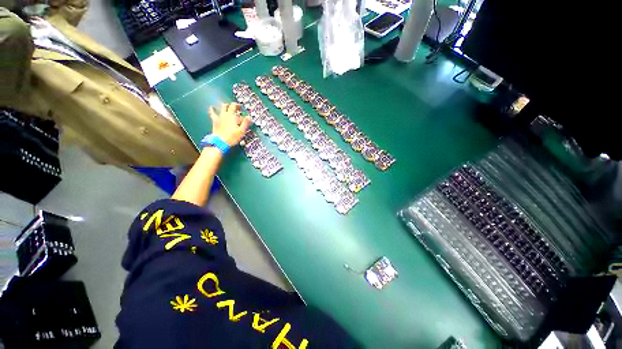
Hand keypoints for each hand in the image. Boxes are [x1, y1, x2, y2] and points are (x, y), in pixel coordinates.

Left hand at [208, 103, 250, 145]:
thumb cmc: (232, 137)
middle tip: (236, 108)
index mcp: (231, 116)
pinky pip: (212, 114)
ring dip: (224, 106)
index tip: (241, 108)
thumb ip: (245, 123)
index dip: (238, 105)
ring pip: (220, 108)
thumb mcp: (241, 131)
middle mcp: (225, 115)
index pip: (234, 107)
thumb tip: (249, 117)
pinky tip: (211, 107)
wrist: (220, 142)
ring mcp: (219, 117)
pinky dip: (212, 110)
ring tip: (226, 106)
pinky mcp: (215, 121)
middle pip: (227, 106)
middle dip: (232, 105)